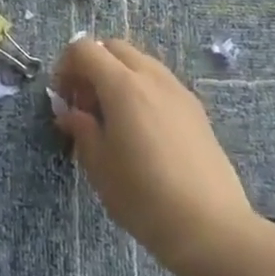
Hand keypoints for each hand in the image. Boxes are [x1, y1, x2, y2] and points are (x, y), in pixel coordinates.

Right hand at [51, 38, 260, 275]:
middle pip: (113, 48)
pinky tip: (141, 130)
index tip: (63, 99)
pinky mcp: (196, 109)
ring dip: (117, 76)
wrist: (211, 227)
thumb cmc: (144, 197)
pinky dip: (141, 89)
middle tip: (85, 105)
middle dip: (92, 66)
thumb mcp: (99, 166)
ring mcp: (178, 90)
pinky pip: (160, 81)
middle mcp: (151, 76)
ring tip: (113, 118)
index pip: (84, 49)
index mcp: (122, 85)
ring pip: (139, 62)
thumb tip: (71, 114)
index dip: (65, 66)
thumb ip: (82, 130)